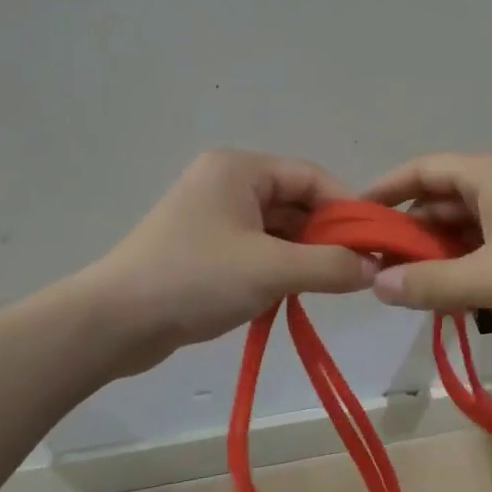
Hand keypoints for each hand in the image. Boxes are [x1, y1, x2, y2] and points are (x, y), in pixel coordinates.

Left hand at [94, 150, 374, 372]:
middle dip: (327, 236)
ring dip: (304, 256)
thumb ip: (330, 266)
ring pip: (277, 230)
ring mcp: (212, 218)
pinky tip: (292, 294)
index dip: (348, 209)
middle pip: (295, 203)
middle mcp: (226, 184)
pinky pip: (256, 251)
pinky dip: (279, 269)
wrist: (115, 322)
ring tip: (328, 287)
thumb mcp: (272, 270)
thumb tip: (373, 268)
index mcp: (239, 170)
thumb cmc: (196, 279)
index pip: (311, 178)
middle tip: (356, 271)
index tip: (376, 243)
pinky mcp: (203, 250)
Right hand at [363, 153, 491, 341]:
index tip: (353, 218)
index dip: (385, 190)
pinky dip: (462, 271)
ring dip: (434, 257)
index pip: (422, 171)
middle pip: (439, 203)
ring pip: (462, 232)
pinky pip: (484, 253)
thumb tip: (377, 285)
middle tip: (373, 269)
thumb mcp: (491, 276)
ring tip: (403, 290)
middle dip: (407, 234)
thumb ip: (431, 282)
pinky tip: (446, 299)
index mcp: (489, 177)